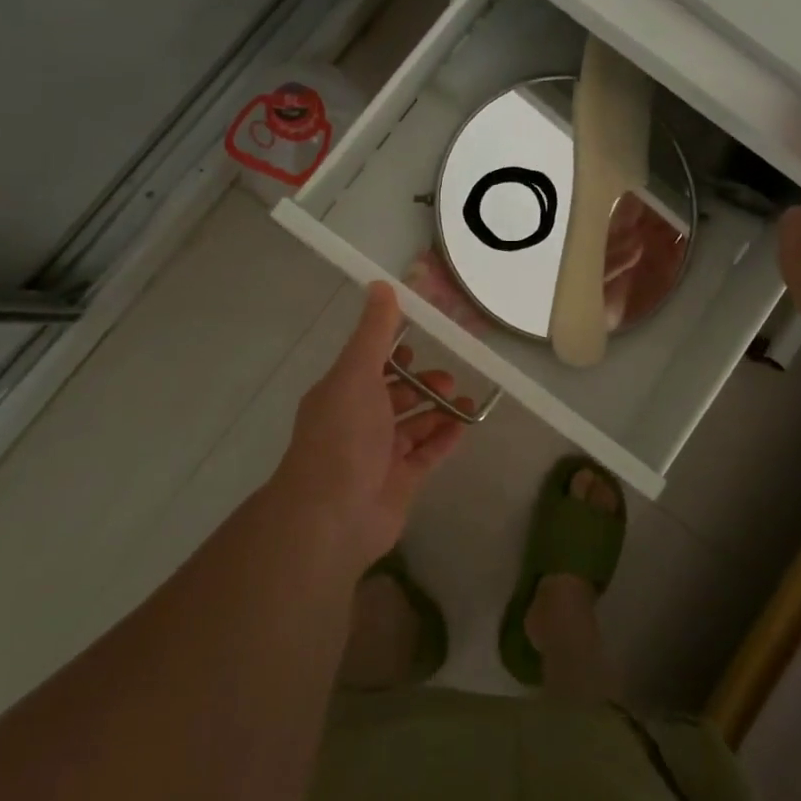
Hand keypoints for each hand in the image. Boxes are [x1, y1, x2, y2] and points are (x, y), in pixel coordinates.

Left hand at [269, 283, 469, 567]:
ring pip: (413, 425)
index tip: (421, 340)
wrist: (334, 516)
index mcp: (341, 393)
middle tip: (448, 376)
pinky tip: (465, 425)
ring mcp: (379, 454)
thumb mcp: (357, 373)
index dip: (392, 352)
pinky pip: (426, 454)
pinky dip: (444, 438)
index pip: (368, 365)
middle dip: (420, 382)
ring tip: (464, 399)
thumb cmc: (343, 435)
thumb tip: (381, 285)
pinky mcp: (399, 482)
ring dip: (437, 409)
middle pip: (393, 395)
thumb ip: (374, 332)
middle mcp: (358, 421)